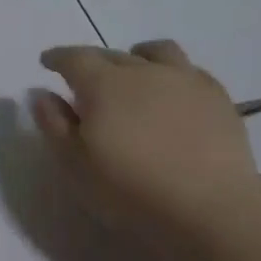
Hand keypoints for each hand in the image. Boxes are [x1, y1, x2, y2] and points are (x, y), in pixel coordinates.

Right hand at [33, 39, 260, 232]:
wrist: (210, 208)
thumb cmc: (131, 191)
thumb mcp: (76, 166)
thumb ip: (55, 126)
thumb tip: (43, 95)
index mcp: (103, 85)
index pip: (74, 58)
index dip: (57, 57)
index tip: (48, 62)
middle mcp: (143, 71)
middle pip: (112, 54)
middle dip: (93, 62)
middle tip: (85, 79)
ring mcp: (185, 79)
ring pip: (156, 52)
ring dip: (137, 56)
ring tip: (134, 73)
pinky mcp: (217, 96)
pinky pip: (189, 69)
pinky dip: (172, 74)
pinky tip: (172, 93)